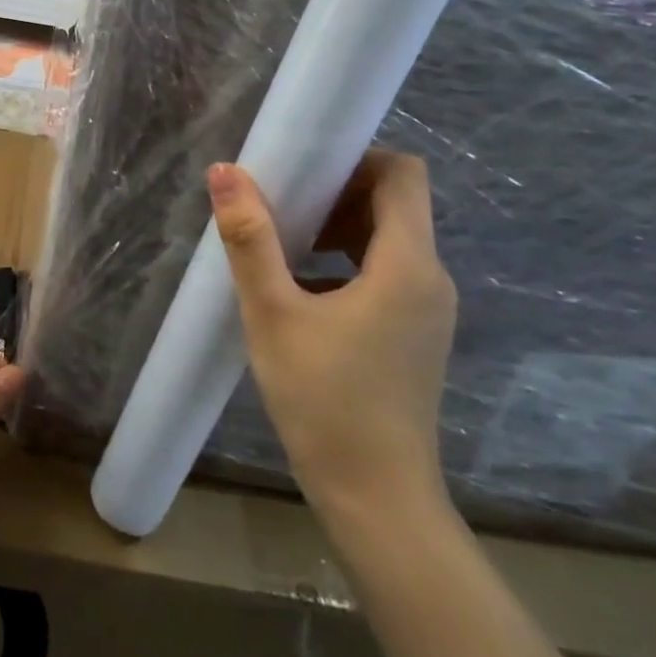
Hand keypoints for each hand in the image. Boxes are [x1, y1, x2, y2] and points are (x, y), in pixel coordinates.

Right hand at [207, 151, 456, 524]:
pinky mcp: (414, 334)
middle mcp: (430, 278)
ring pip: (388, 239)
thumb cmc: (323, 400)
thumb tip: (225, 172)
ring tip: (282, 243)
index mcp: (408, 265)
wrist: (376, 498)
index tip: (301, 170)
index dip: (355, 158)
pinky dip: (346, 261)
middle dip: (337, 192)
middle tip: (279, 204)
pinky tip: (300, 288)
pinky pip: (385, 272)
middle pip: (395, 204)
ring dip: (338, 227)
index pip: (403, 174)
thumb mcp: (273, 313)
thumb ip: (250, 238)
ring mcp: (427, 310)